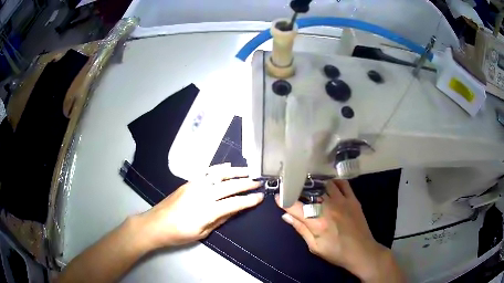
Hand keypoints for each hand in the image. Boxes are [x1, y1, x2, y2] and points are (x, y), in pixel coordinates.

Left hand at [139, 164, 262, 248]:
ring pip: (219, 175)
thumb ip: (220, 219)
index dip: (249, 200)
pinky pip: (206, 172)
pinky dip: (219, 168)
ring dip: (235, 172)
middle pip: (229, 186)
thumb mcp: (202, 233)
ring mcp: (194, 185)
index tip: (260, 197)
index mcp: (207, 211)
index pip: (234, 203)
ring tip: (248, 170)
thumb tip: (236, 209)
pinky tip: (227, 165)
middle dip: (246, 183)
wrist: (155, 224)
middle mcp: (202, 194)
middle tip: (259, 182)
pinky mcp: (188, 182)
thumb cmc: (179, 234)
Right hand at [276, 179, 403, 282]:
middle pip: (309, 192)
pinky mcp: (353, 199)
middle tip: (293, 189)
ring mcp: (342, 201)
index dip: (283, 201)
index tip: (277, 197)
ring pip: (325, 184)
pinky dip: (333, 181)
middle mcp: (328, 207)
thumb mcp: (314, 247)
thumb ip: (301, 229)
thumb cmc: (336, 252)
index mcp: (317, 222)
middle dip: (298, 189)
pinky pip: (342, 184)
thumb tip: (285, 216)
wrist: (361, 251)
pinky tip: (329, 184)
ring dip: (315, 184)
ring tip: (309, 185)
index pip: (295, 207)